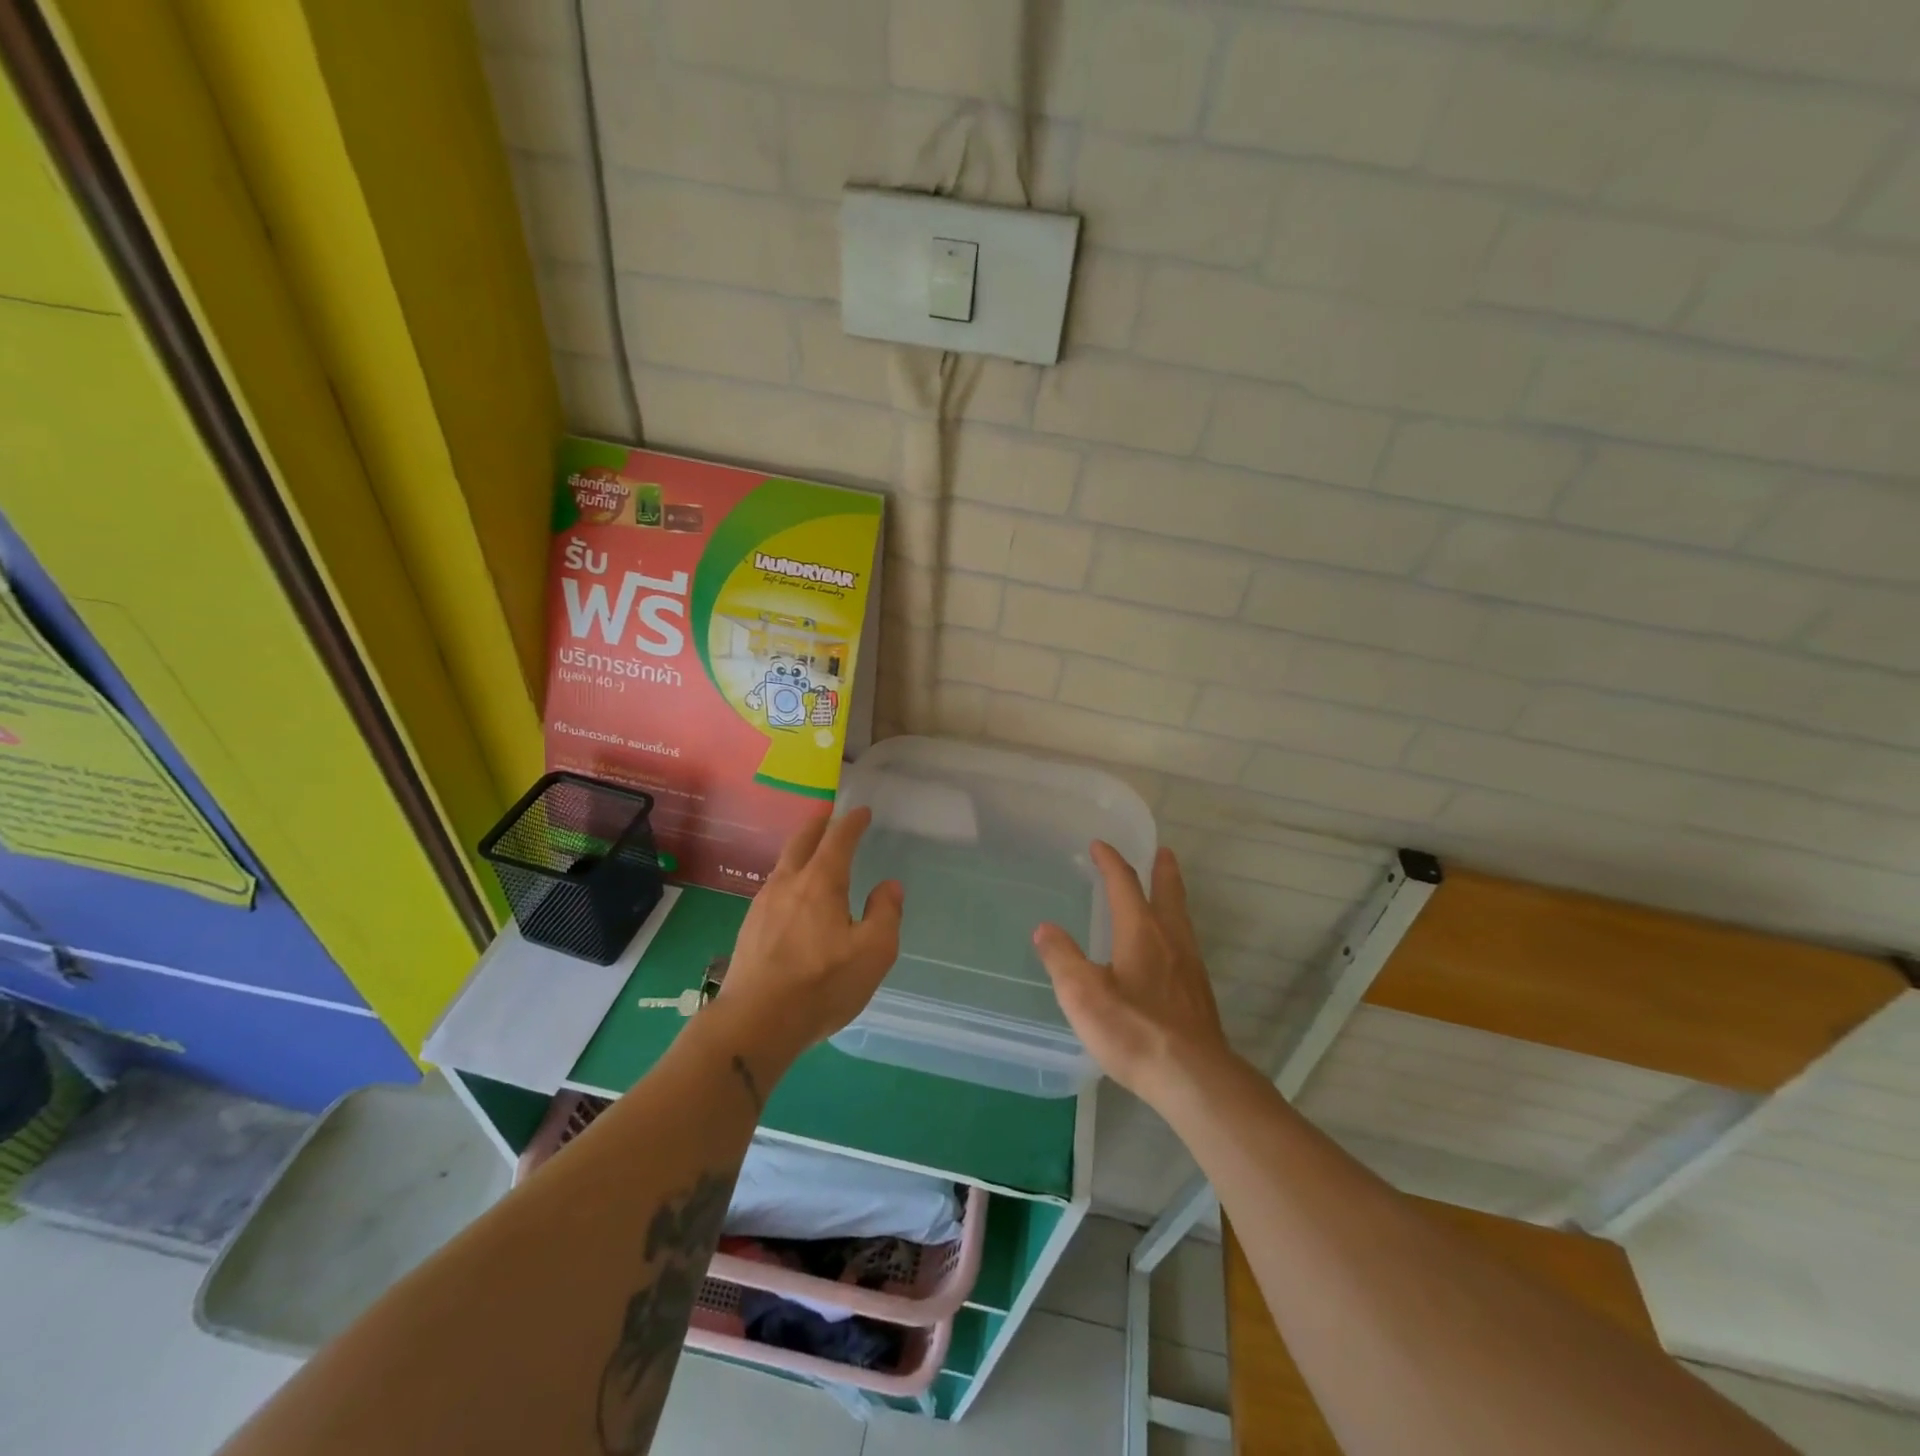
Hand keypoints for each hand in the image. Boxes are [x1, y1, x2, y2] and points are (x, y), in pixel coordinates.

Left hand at [714, 808, 903, 1068]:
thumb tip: (889, 886)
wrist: (755, 1022)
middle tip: (828, 816)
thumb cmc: (822, 984)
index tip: (862, 812)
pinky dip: (788, 879)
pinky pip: (773, 890)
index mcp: (820, 883)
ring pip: (783, 866)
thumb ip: (885, 914)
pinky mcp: (749, 929)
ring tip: (811, 854)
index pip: (838, 840)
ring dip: (799, 852)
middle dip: (817, 826)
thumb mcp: (873, 952)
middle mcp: (788, 884)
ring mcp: (762, 906)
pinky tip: (792, 898)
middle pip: (801, 842)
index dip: (852, 823)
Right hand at [1034, 843, 1230, 1105]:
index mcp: (1141, 932)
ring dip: (1173, 897)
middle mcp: (1170, 940)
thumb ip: (1062, 958)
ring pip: (1181, 919)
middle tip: (1162, 851)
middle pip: (1168, 894)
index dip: (1111, 862)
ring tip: (1167, 892)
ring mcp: (1189, 967)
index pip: (1124, 884)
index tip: (1099, 845)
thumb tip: (1044, 928)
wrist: (1193, 1077)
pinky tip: (1169, 950)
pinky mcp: (1198, 994)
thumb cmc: (1133, 1030)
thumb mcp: (1083, 994)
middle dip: (1161, 870)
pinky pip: (1185, 944)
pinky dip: (1175, 929)